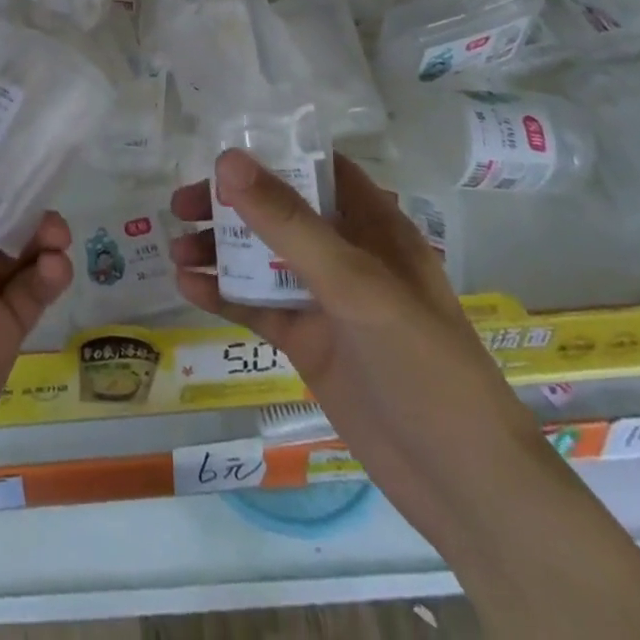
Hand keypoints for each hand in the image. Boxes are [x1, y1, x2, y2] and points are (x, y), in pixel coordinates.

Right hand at [169, 150, 554, 546]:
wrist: (463, 486)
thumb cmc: (422, 364)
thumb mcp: (354, 284)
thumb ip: (288, 223)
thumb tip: (226, 160)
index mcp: (372, 226)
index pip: (318, 169)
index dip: (272, 154)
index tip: (220, 152)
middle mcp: (346, 254)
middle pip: (278, 212)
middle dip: (230, 205)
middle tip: (182, 206)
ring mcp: (325, 300)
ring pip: (261, 259)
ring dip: (220, 250)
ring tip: (176, 250)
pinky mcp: (308, 341)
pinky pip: (257, 306)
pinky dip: (223, 294)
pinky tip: (188, 288)